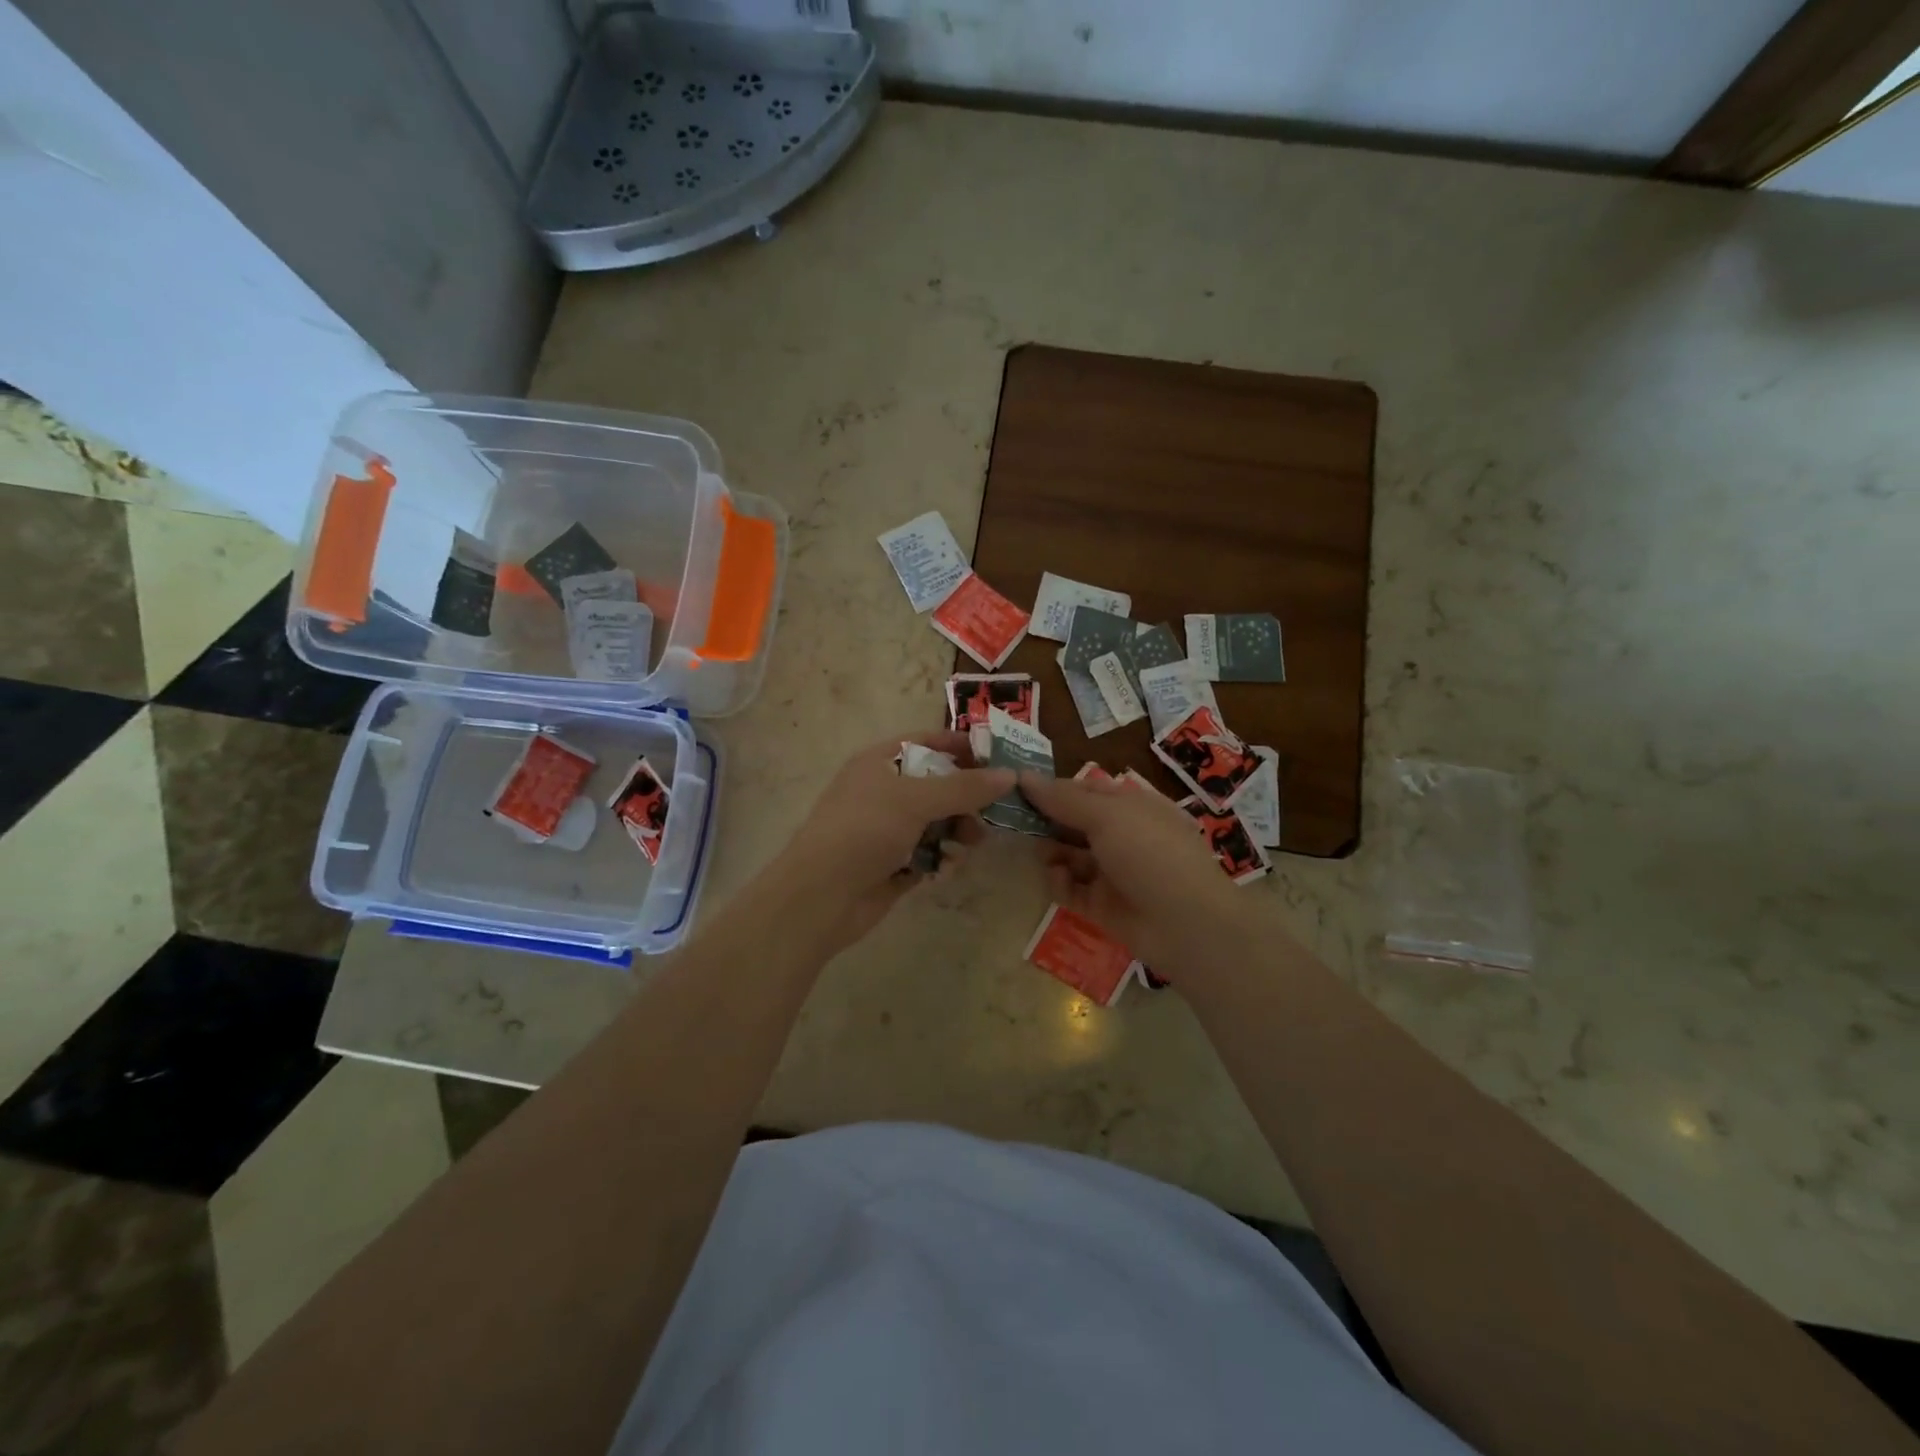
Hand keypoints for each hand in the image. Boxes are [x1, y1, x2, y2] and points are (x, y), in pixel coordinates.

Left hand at [765, 731, 1014, 953]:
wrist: (821, 896)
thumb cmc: (864, 830)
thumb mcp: (915, 799)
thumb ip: (964, 787)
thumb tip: (1010, 775)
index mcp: (881, 761)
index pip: (928, 742)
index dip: (962, 748)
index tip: (999, 760)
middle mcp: (885, 791)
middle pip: (939, 785)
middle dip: (968, 799)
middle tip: (995, 811)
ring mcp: (889, 829)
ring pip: (939, 822)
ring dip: (959, 832)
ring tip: (971, 845)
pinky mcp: (895, 863)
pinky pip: (930, 853)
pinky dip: (942, 859)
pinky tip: (946, 870)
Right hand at [1018, 772, 1243, 973]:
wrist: (1186, 924)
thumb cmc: (1150, 853)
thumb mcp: (1107, 816)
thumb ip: (1063, 799)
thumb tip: (1023, 776)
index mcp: (1131, 806)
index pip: (1084, 790)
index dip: (1053, 788)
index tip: (1017, 788)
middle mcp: (1122, 835)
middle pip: (1074, 823)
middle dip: (1046, 821)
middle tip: (1013, 820)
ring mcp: (1112, 872)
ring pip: (1069, 855)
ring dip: (1050, 851)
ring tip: (1038, 852)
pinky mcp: (1102, 905)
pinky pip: (1071, 889)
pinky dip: (1060, 882)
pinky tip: (1057, 879)